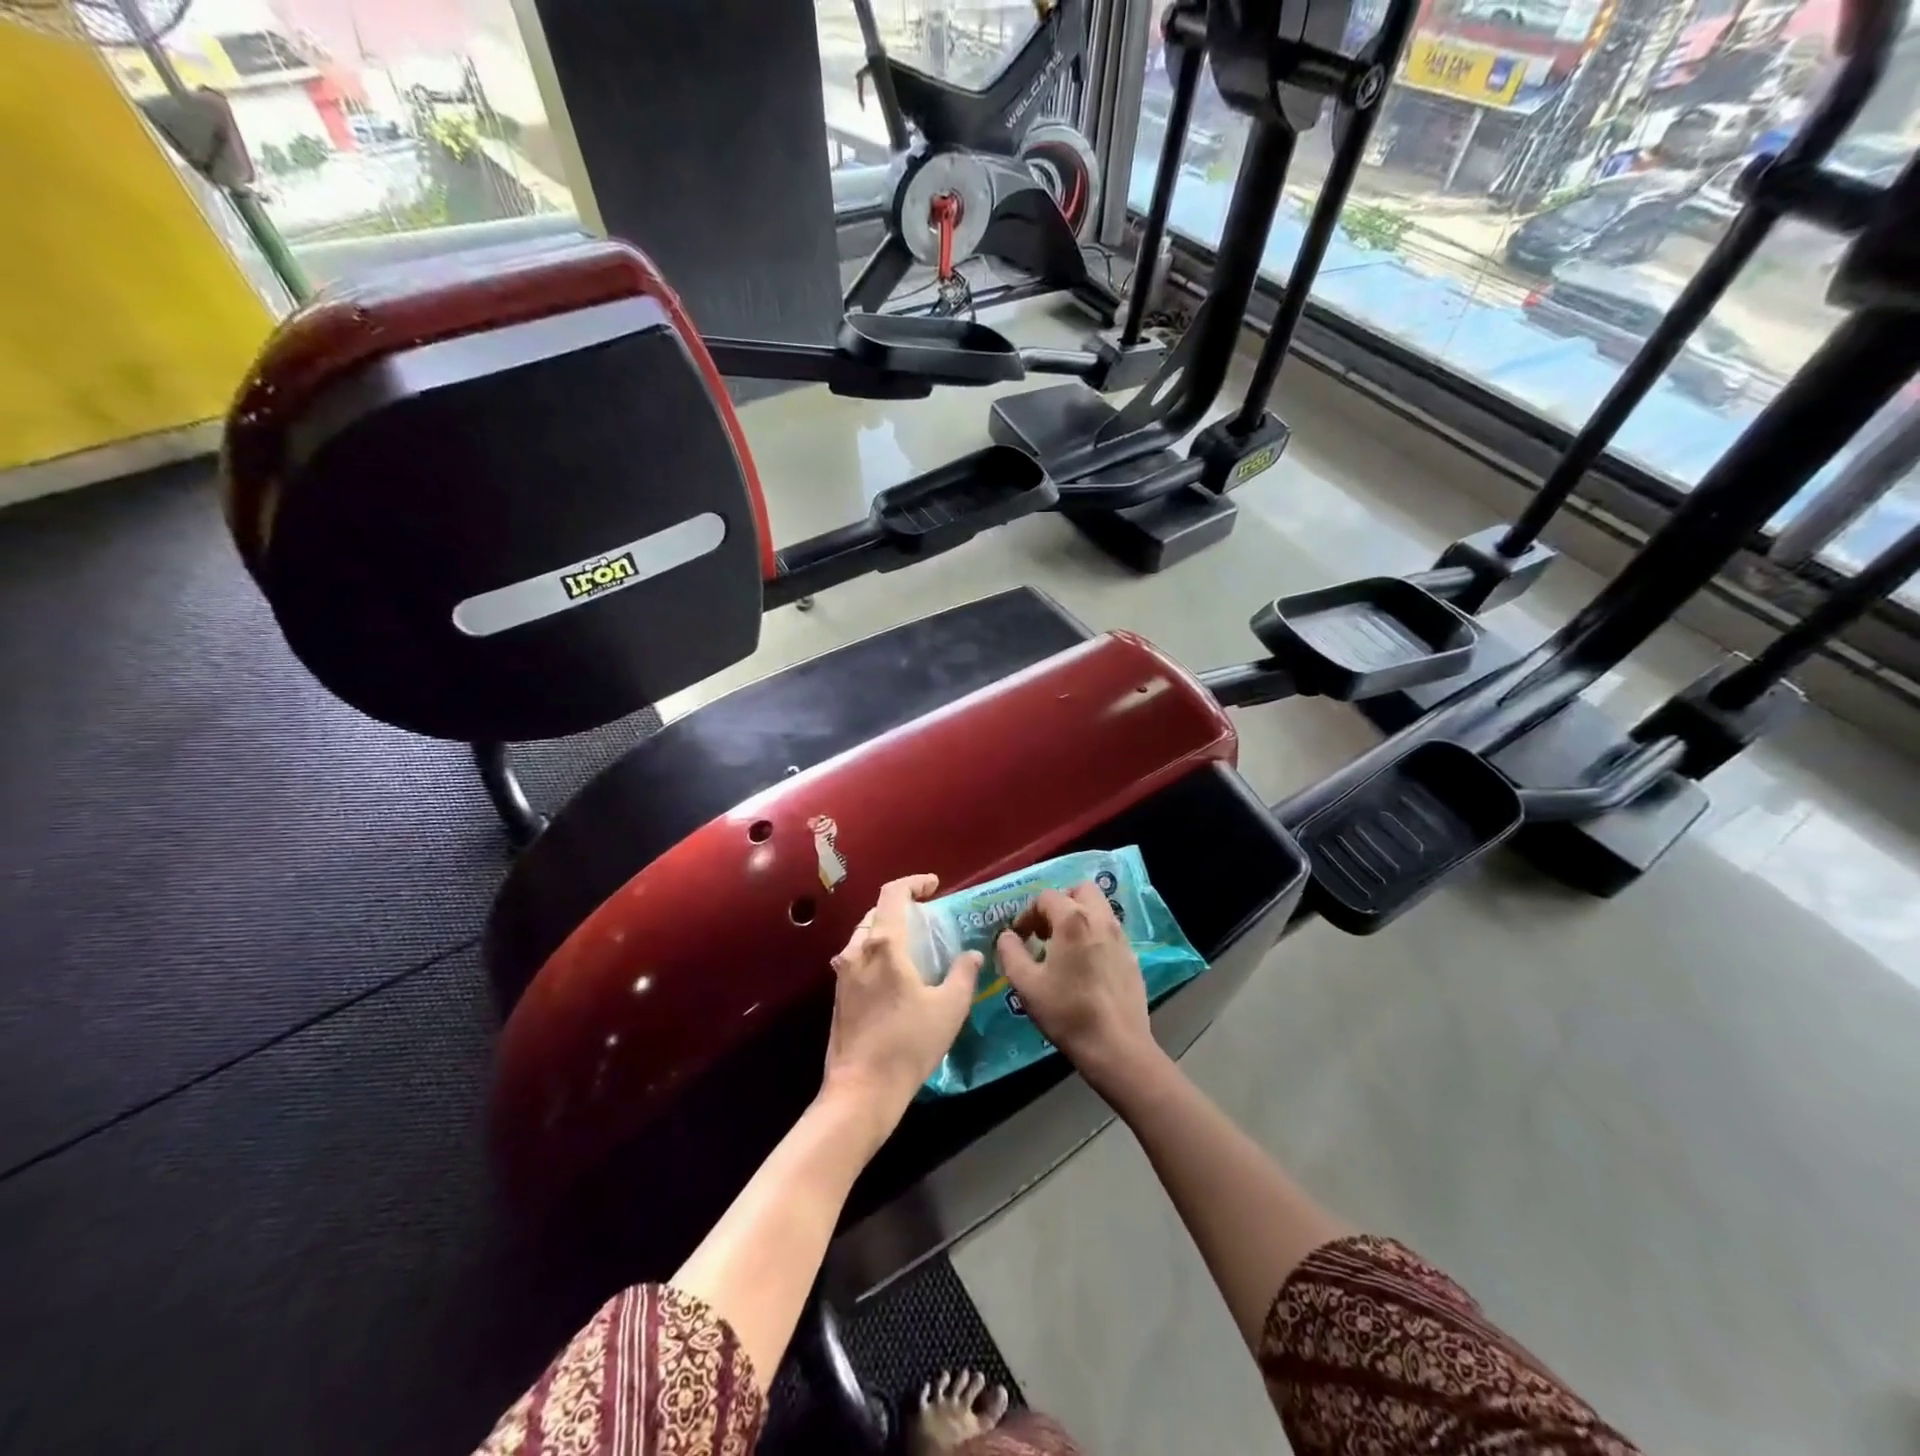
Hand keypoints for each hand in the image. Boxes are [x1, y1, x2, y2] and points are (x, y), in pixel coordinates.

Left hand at [821, 875, 981, 1138]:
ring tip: (913, 945)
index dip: (914, 883)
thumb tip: (972, 954)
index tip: (934, 886)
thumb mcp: (949, 1008)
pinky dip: (876, 952)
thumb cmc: (908, 1044)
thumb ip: (963, 974)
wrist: (861, 1090)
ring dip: (887, 930)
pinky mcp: (839, 995)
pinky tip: (895, 975)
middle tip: (928, 917)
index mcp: (884, 945)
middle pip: (877, 913)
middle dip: (902, 908)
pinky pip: (858, 958)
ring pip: (864, 936)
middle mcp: (858, 951)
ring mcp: (843, 973)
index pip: (893, 894)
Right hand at [995, 884, 1160, 1098]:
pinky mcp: (1132, 956)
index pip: (1046, 897)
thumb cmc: (1067, 1012)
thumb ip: (1011, 953)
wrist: (1116, 1046)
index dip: (1028, 914)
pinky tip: (1084, 964)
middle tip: (1046, 929)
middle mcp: (1100, 919)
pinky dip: (1094, 934)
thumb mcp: (1026, 984)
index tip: (1020, 937)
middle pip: (1080, 890)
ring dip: (1079, 916)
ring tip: (1063, 946)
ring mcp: (1121, 937)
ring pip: (1099, 908)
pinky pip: (1110, 930)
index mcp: (1073, 920)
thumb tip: (1007, 936)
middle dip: (1060, 902)